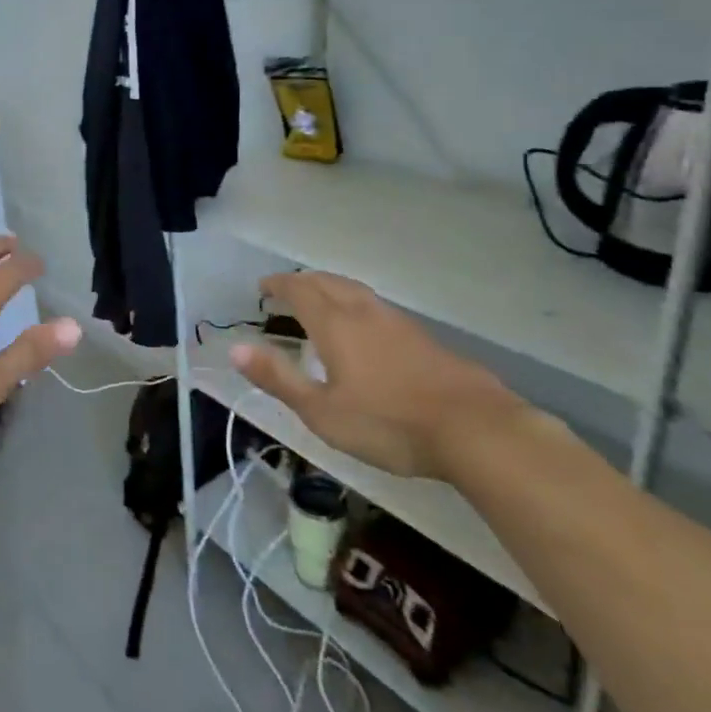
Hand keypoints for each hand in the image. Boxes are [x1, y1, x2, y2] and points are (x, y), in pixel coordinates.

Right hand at [229, 272, 521, 479]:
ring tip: (321, 299)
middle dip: (303, 281)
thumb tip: (235, 348)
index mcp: (335, 325)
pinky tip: (365, 328)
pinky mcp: (424, 340)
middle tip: (287, 288)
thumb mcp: (322, 411)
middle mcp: (365, 313)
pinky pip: (378, 308)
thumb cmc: (388, 423)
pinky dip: (357, 304)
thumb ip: (278, 378)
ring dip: (332, 288)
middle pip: (329, 282)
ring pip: (357, 291)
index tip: (262, 287)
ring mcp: (399, 323)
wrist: (475, 430)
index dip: (279, 285)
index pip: (300, 290)